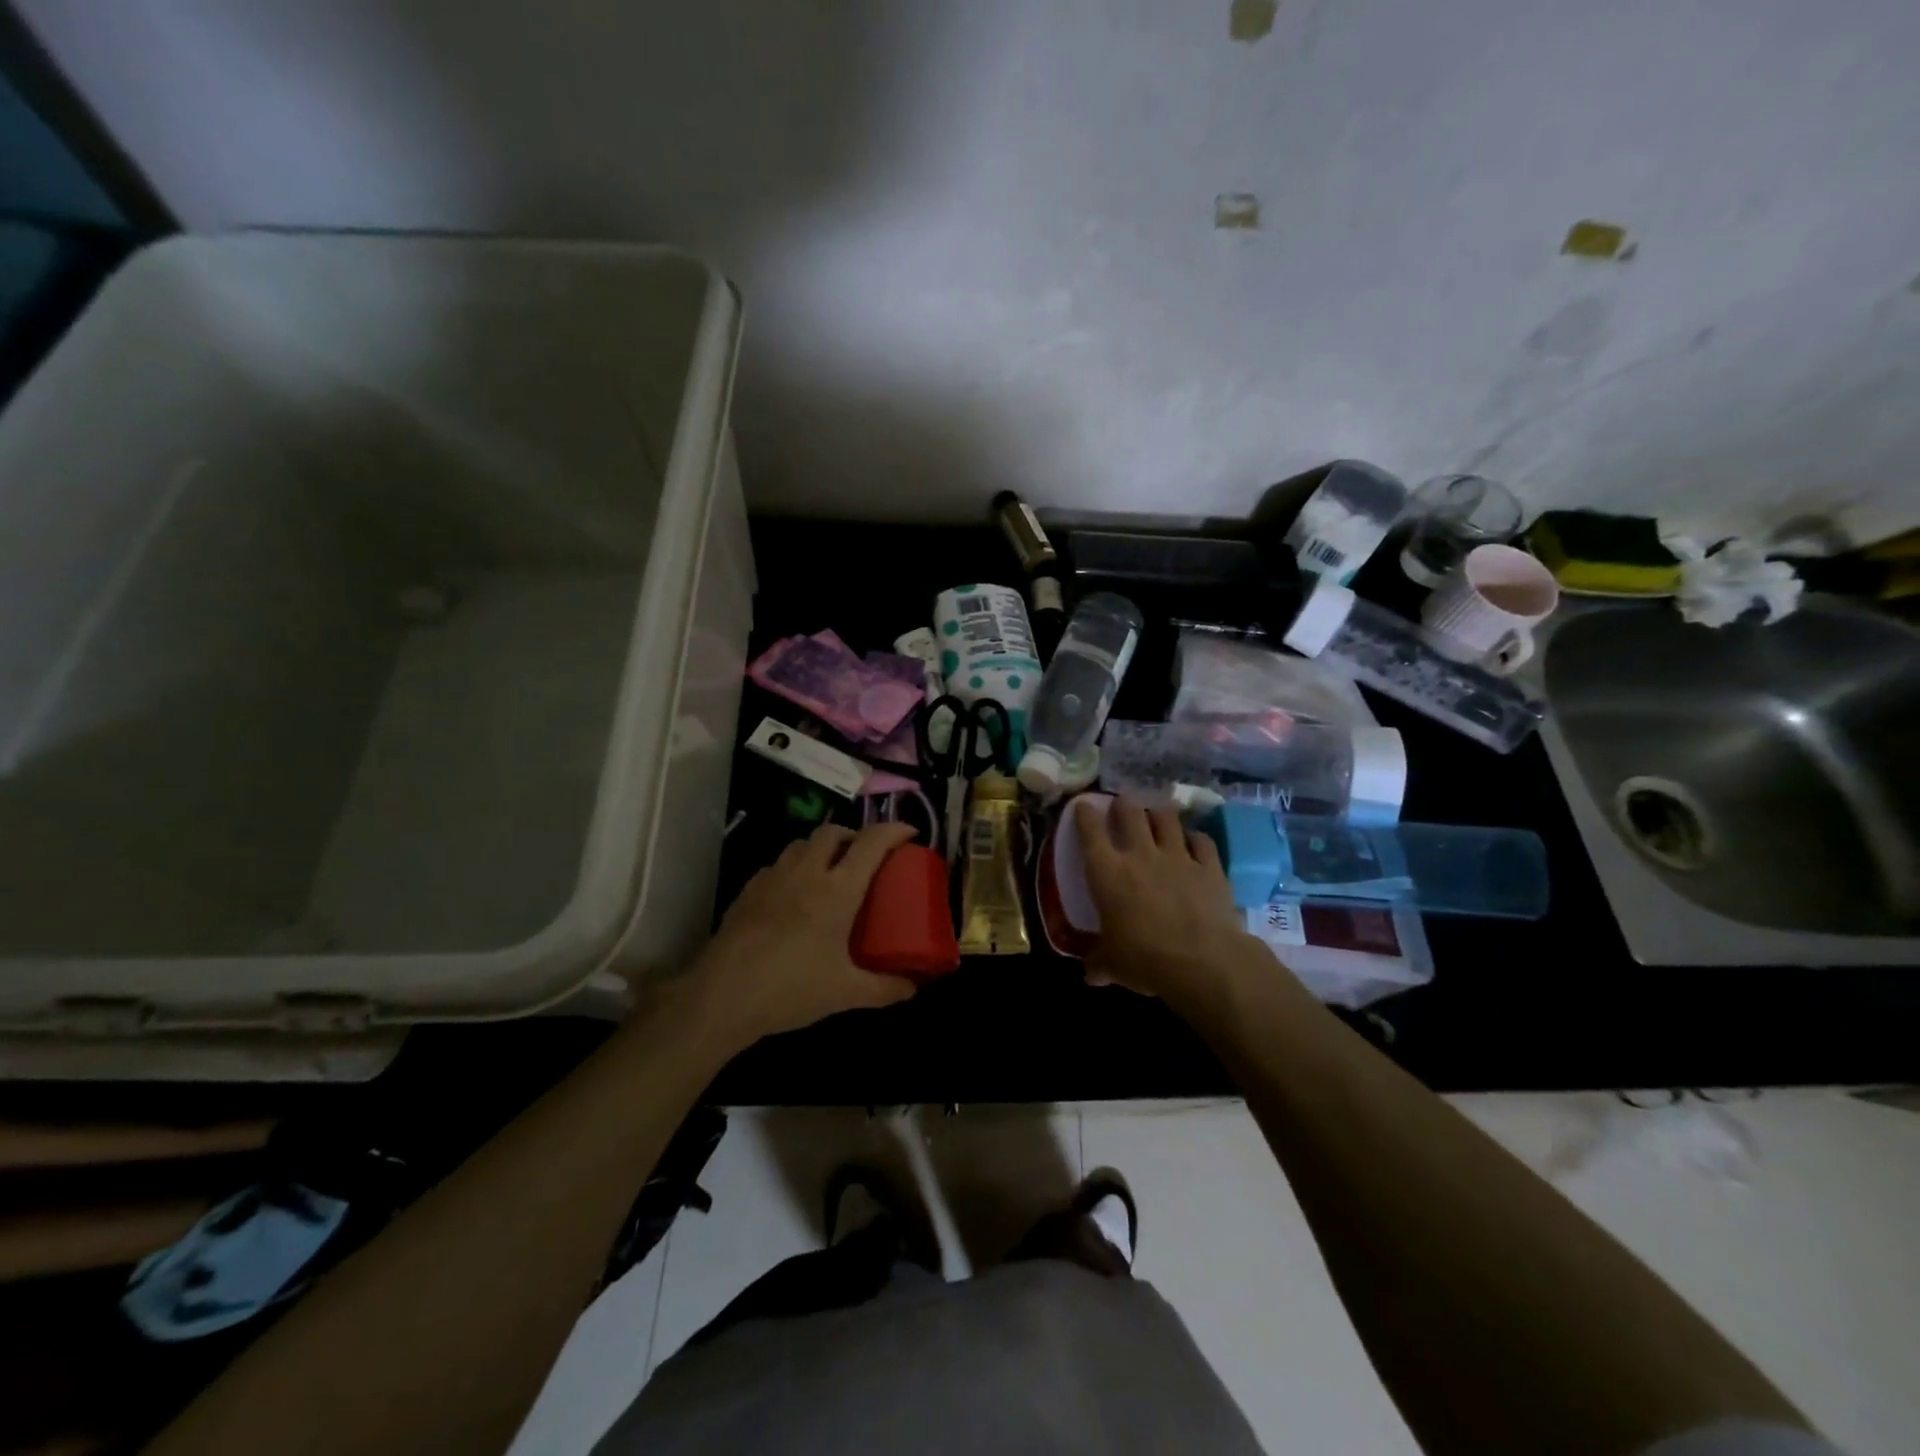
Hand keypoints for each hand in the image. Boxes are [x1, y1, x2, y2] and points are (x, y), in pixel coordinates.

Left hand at [687, 821, 920, 1049]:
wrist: (723, 996)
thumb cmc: (792, 989)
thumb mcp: (847, 993)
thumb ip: (886, 988)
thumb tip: (914, 986)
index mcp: (838, 889)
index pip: (872, 842)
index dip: (894, 830)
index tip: (910, 833)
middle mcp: (807, 872)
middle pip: (833, 831)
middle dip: (854, 835)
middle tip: (866, 857)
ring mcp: (773, 878)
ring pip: (802, 843)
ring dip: (822, 848)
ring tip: (830, 872)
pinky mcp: (748, 890)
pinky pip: (777, 865)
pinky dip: (794, 868)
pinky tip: (793, 895)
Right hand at [1077, 795, 1261, 1009]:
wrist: (1202, 961)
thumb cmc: (1144, 959)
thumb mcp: (1112, 965)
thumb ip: (1099, 963)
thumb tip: (1091, 975)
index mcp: (1107, 872)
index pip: (1089, 831)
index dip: (1084, 814)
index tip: (1083, 806)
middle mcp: (1140, 855)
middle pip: (1130, 813)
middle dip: (1124, 804)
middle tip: (1122, 804)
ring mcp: (1178, 856)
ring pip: (1167, 818)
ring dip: (1159, 814)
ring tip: (1157, 815)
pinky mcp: (1209, 866)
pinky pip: (1202, 841)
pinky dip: (1196, 839)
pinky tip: (1194, 842)